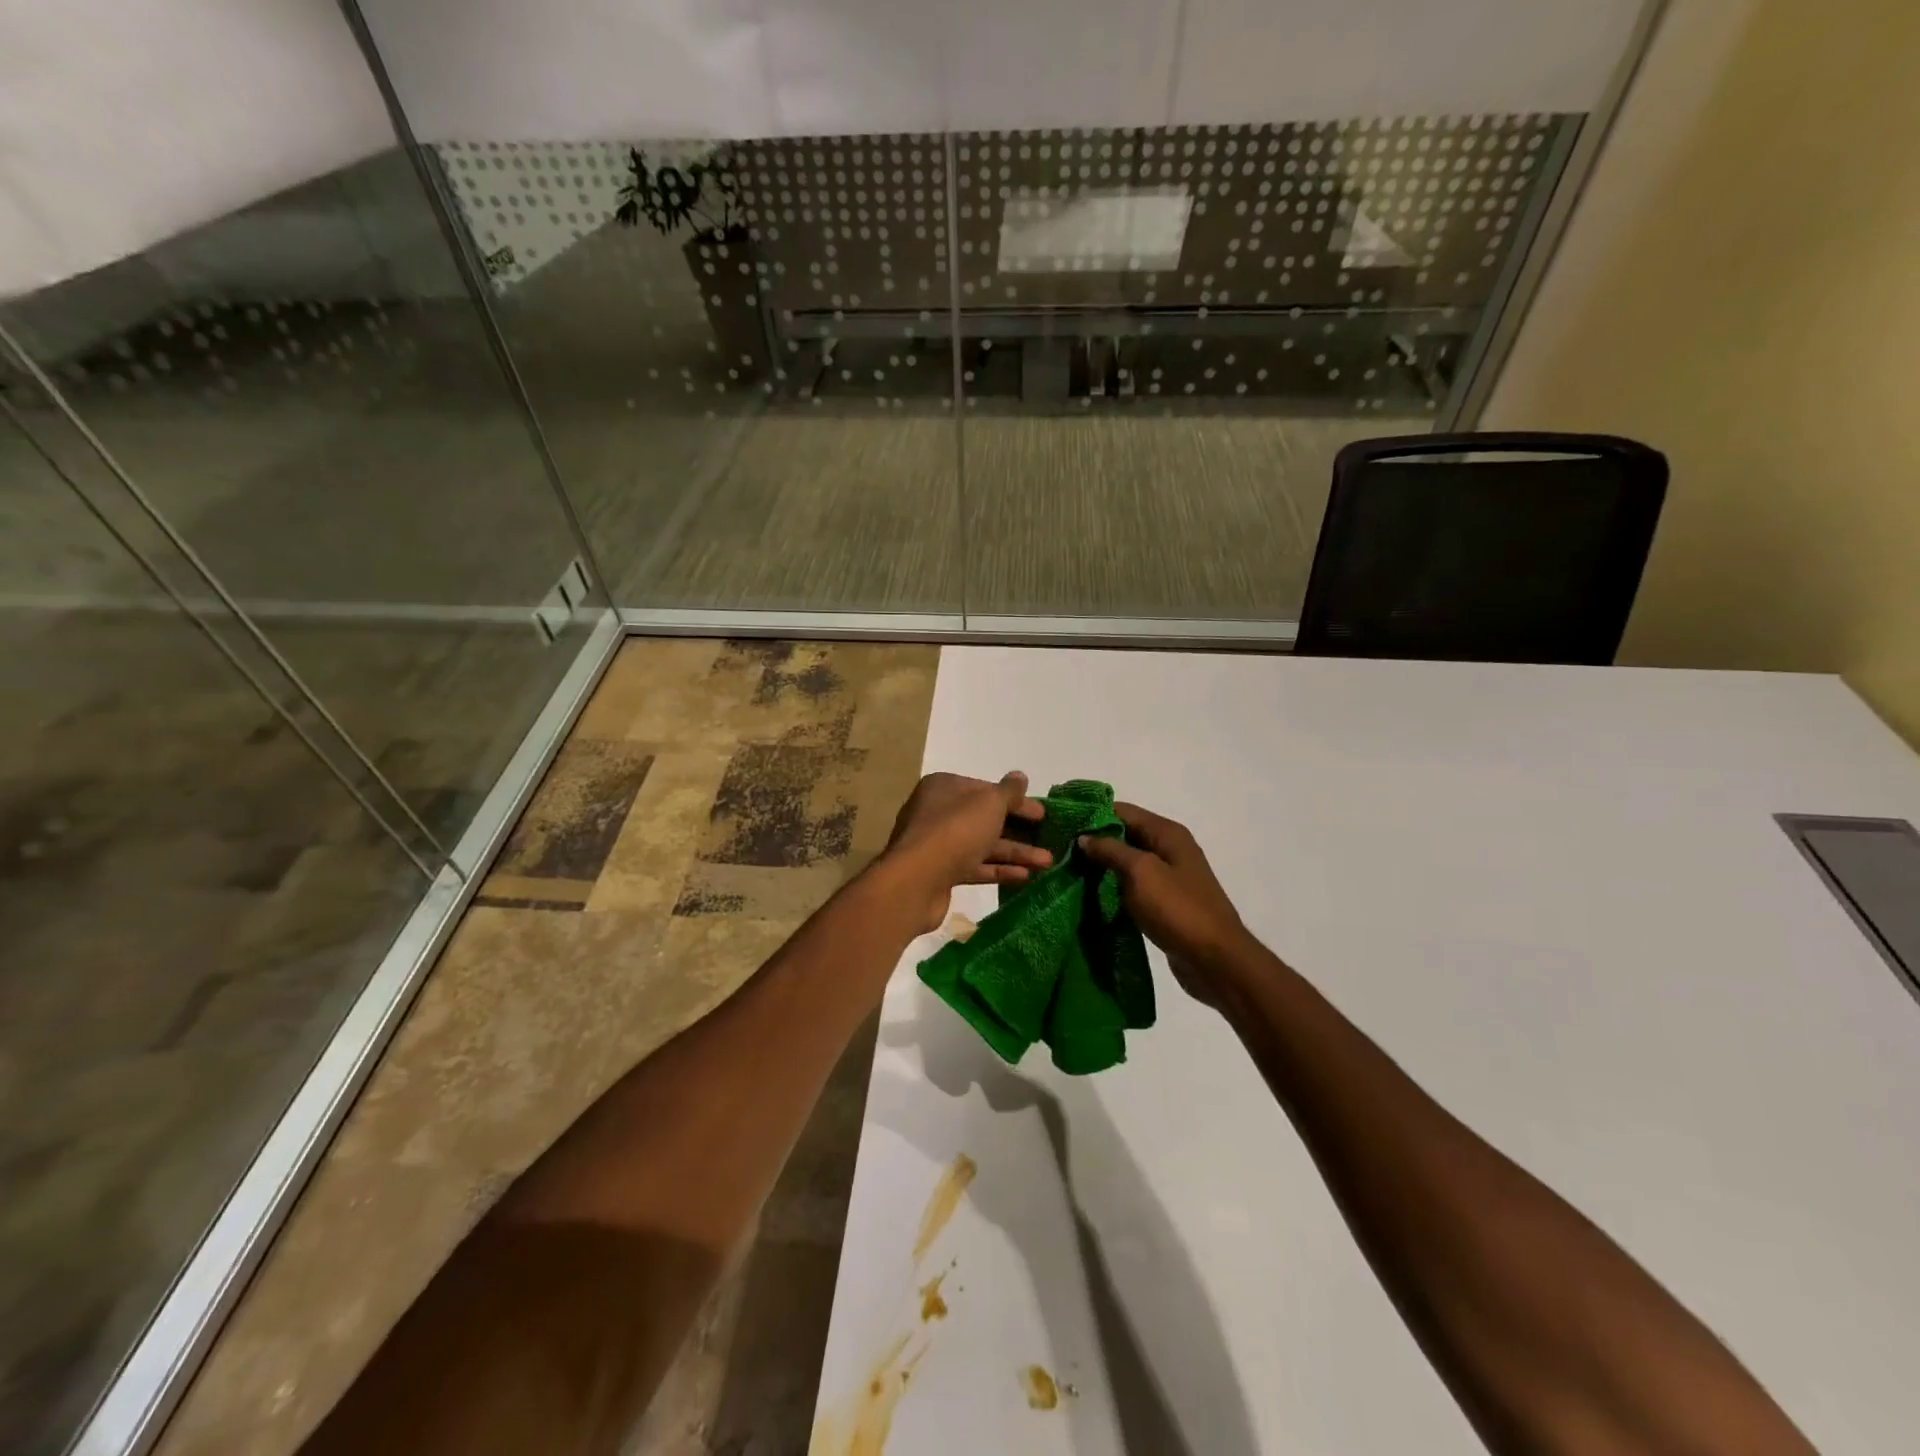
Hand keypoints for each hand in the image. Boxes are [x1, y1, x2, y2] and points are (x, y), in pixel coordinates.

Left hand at [879, 772, 1051, 932]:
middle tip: (1049, 839)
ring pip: (982, 844)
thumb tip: (1020, 776)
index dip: (1016, 801)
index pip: (986, 790)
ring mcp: (938, 845)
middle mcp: (938, 812)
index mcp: (945, 787)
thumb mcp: (989, 804)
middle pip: (985, 818)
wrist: (915, 882)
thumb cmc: (955, 831)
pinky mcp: (940, 873)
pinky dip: (998, 870)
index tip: (1042, 814)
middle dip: (1019, 830)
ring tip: (1047, 862)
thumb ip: (1008, 791)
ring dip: (1015, 852)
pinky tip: (1024, 876)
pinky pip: (974, 867)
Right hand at [1077, 803, 1255, 1007]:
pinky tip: (1091, 896)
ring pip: (1127, 863)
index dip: (1092, 814)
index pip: (1122, 811)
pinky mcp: (1165, 903)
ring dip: (1102, 867)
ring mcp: (1169, 877)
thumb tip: (1085, 837)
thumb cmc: (1178, 909)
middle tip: (1058, 850)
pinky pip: (1133, 887)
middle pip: (1125, 835)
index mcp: (1168, 833)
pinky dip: (1114, 889)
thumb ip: (1111, 850)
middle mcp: (1170, 849)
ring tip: (1068, 872)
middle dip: (1094, 841)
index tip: (1062, 823)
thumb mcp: (1141, 872)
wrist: (1215, 960)